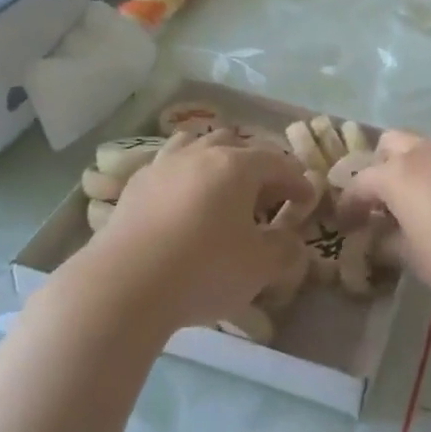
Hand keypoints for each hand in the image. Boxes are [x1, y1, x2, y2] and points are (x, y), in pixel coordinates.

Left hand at [85, 131, 315, 330]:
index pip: (278, 163)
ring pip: (197, 145)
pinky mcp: (134, 185)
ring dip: (216, 160)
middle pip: (237, 144)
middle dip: (257, 166)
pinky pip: (168, 166)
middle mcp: (201, 154)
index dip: (297, 181)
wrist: (123, 286)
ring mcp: (163, 165)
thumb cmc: (203, 270)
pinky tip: (182, 201)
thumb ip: (284, 250)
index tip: (307, 201)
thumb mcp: (259, 267)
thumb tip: (292, 242)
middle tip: (265, 197)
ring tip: (221, 187)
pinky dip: (183, 175)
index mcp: (237, 166)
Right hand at [344, 131, 430, 309]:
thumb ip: (390, 245)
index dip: (349, 204)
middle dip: (382, 168)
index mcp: (401, 174)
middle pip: (392, 144)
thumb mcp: (418, 262)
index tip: (347, 225)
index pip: (361, 181)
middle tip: (387, 202)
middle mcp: (430, 150)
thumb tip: (378, 239)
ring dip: (420, 170)